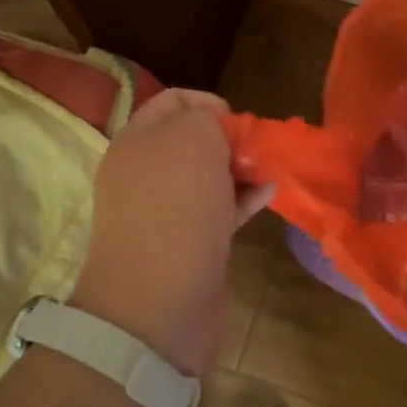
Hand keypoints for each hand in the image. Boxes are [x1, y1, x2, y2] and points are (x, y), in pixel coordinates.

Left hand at [68, 89, 272, 376]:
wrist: (158, 306)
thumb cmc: (176, 208)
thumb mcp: (193, 139)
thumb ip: (206, 118)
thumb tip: (216, 130)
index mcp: (136, 140)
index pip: (174, 100)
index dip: (209, 102)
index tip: (239, 120)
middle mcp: (145, 172)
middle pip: (194, 139)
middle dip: (230, 138)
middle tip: (256, 150)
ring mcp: (165, 211)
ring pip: (208, 176)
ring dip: (241, 169)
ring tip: (270, 170)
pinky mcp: (186, 244)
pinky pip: (218, 209)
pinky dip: (244, 199)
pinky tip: (270, 195)